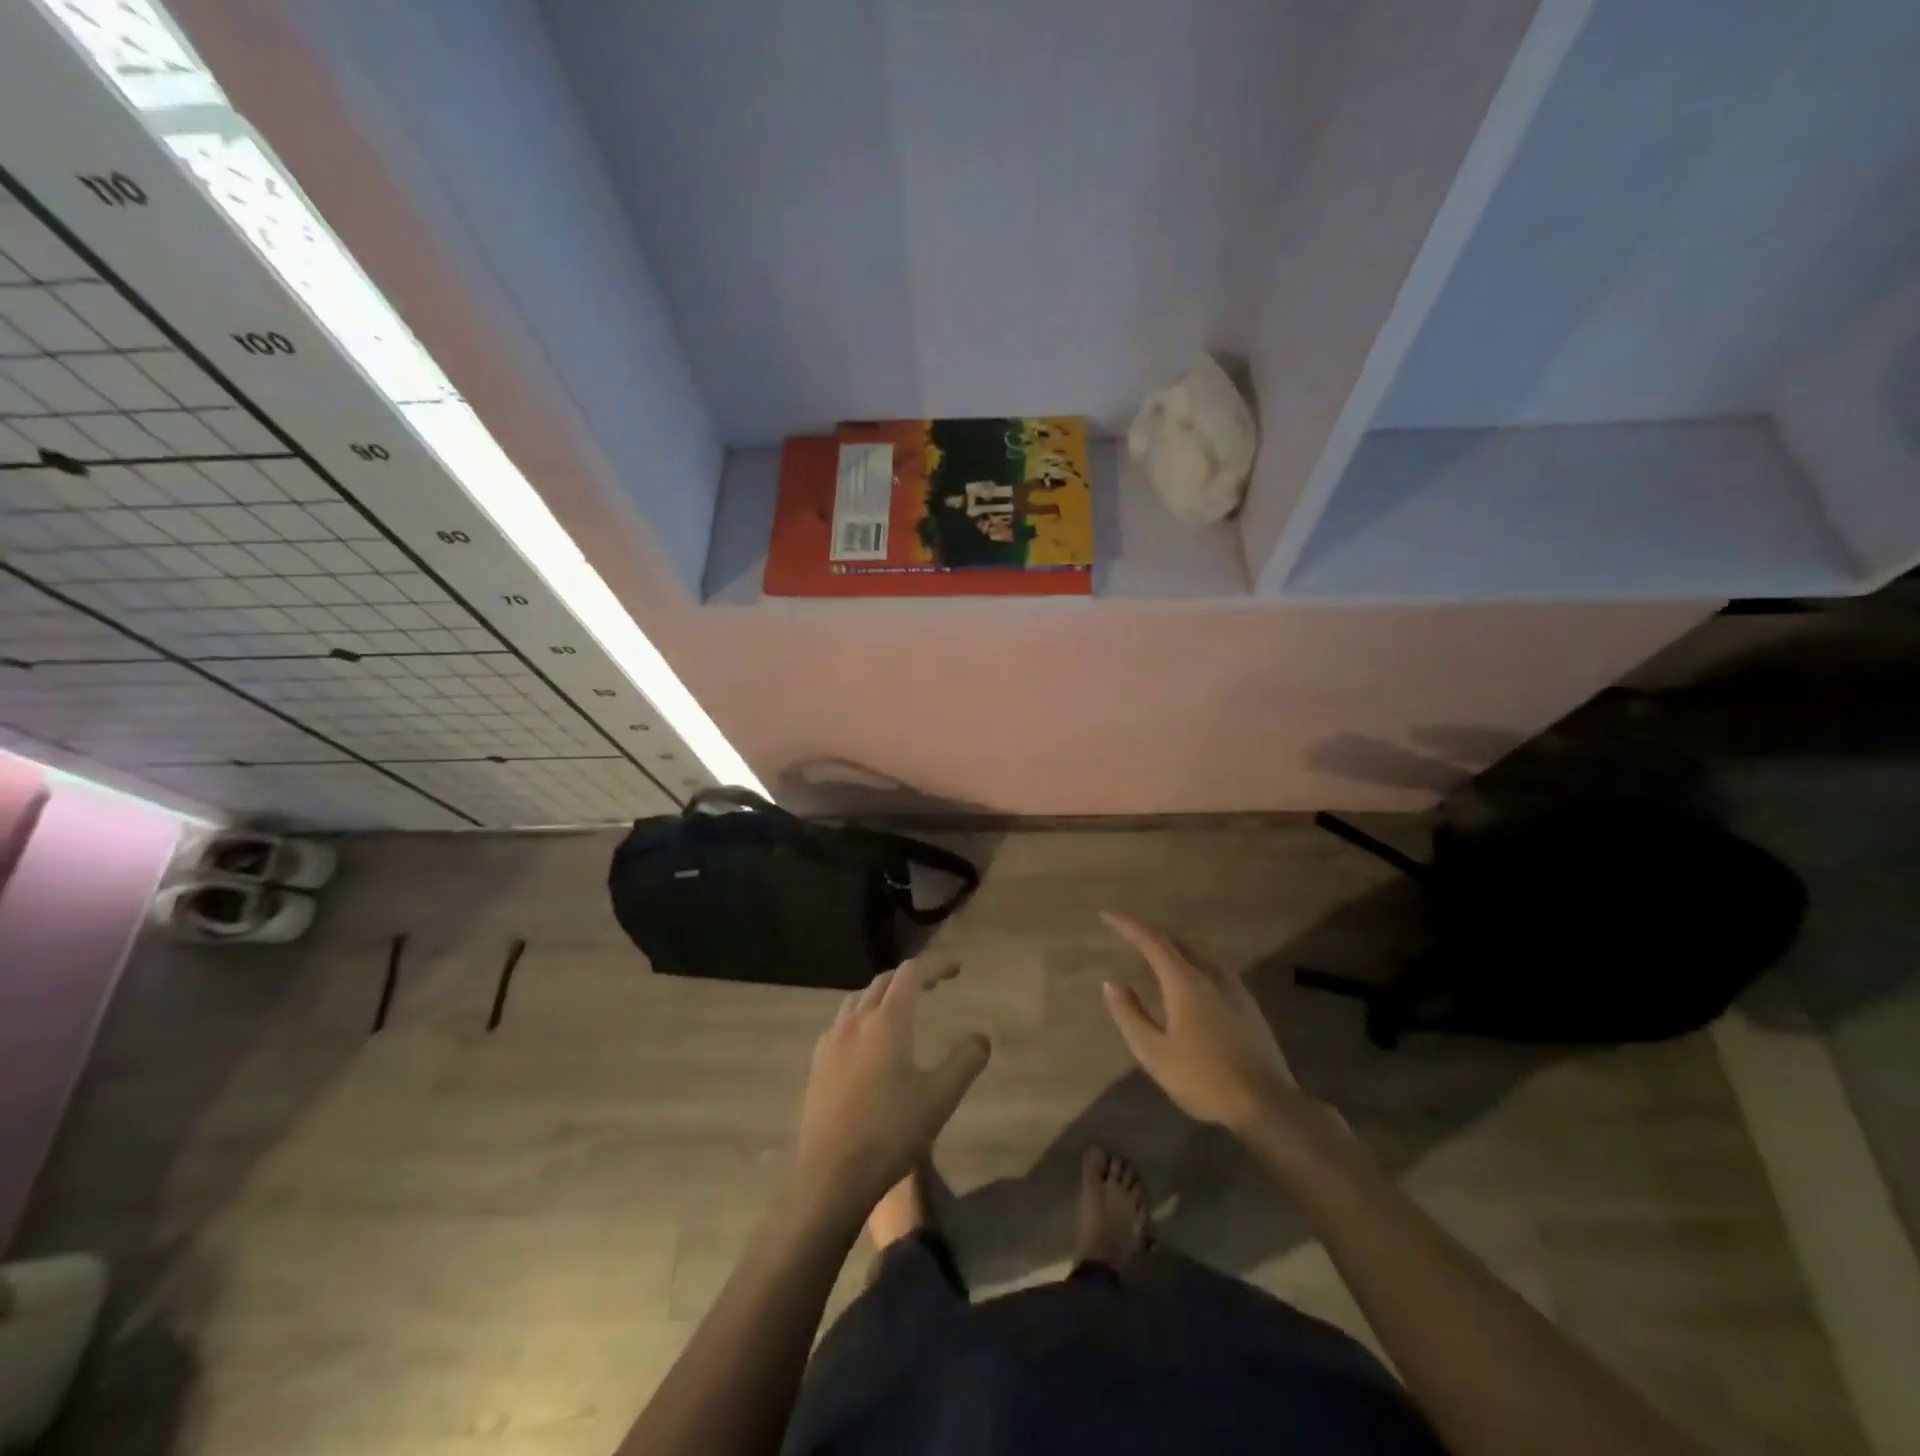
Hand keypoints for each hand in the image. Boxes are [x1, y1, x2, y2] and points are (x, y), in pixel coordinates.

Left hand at [794, 960, 991, 1218]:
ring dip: (883, 994)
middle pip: (884, 982)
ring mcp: (831, 1042)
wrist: (831, 1177)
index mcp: (887, 1021)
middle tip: (934, 985)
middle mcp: (856, 1021)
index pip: (911, 974)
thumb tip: (982, 1037)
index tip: (956, 968)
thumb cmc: (891, 1133)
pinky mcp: (817, 1064)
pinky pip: (841, 1023)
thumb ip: (965, 1062)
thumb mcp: (940, 1099)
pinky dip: (862, 1016)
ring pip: (858, 999)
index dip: (935, 964)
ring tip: (902, 1007)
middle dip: (911, 977)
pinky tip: (868, 1041)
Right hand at [1100, 912, 1310, 1137]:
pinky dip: (1194, 964)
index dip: (1127, 925)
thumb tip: (1112, 983)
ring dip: (1175, 948)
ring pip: (1200, 953)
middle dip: (1151, 935)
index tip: (1106, 915)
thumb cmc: (1204, 1078)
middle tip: (1129, 937)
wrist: (1267, 1104)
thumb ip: (1130, 1015)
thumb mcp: (1155, 1053)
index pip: (1152, 941)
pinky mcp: (1249, 1005)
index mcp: (1185, 982)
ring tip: (1158, 958)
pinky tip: (1193, 984)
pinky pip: (1215, 969)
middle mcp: (1211, 975)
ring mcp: (1235, 988)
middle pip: (1178, 942)